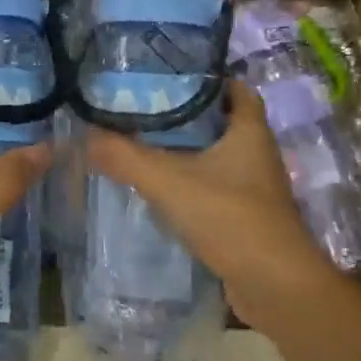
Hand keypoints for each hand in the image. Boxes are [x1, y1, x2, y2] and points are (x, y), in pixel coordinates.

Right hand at [86, 81, 334, 330]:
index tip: (168, 74)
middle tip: (143, 108)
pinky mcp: (247, 216)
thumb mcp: (168, 181)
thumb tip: (85, 135)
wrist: (274, 286)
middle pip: (222, 121)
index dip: (205, 77)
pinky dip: (191, 182)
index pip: (234, 87)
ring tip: (143, 143)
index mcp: (250, 130)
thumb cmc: (230, 218)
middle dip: (186, 114)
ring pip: (217, 156)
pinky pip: (216, 187)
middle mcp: (257, 152)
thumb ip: (125, 157)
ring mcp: (255, 187)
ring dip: (187, 150)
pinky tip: (161, 188)